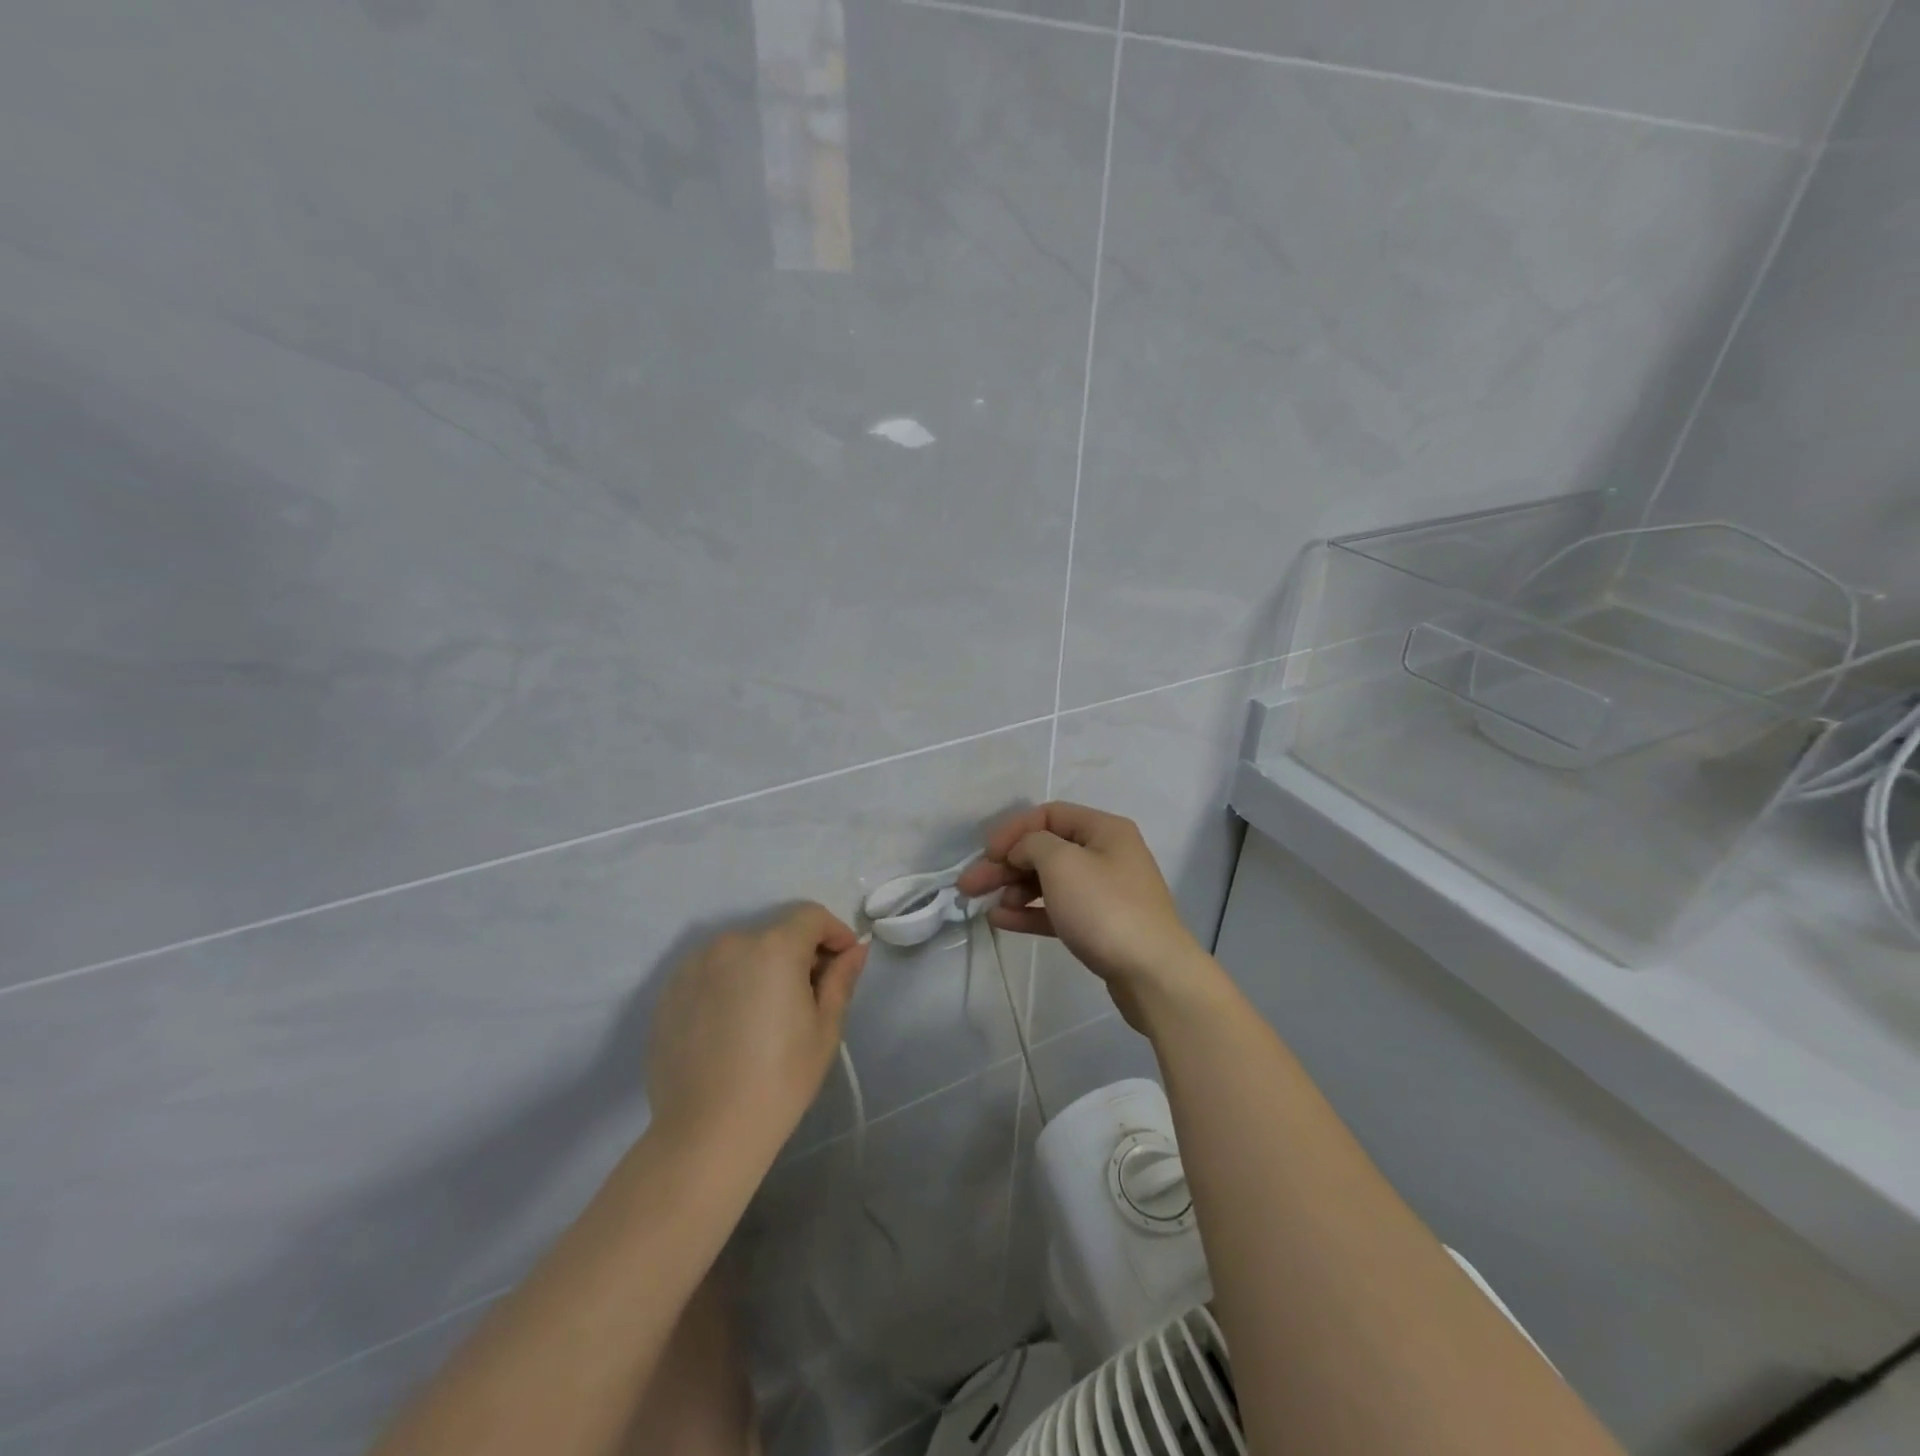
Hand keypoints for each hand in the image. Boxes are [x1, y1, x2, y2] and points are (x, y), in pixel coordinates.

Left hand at [645, 904, 866, 1162]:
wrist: (706, 1134)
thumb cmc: (779, 1080)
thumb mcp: (825, 1029)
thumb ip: (840, 979)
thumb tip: (855, 950)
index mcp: (773, 948)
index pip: (811, 916)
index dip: (834, 933)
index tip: (844, 963)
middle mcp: (730, 944)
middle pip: (775, 934)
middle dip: (798, 954)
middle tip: (809, 997)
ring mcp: (693, 967)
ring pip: (741, 953)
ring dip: (761, 969)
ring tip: (766, 1016)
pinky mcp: (669, 993)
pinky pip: (710, 974)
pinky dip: (728, 986)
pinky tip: (732, 1028)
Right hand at [958, 803, 1219, 1030]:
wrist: (1153, 974)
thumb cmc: (1105, 908)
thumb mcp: (1062, 863)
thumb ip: (1032, 845)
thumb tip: (1022, 851)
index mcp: (1103, 830)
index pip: (1049, 815)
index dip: (1013, 830)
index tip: (986, 853)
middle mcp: (1106, 854)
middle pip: (1045, 850)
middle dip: (1005, 864)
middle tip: (968, 884)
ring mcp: (1104, 892)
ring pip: (1049, 881)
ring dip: (1014, 889)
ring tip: (985, 904)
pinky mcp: (1100, 926)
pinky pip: (1057, 910)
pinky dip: (1029, 912)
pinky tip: (1001, 920)